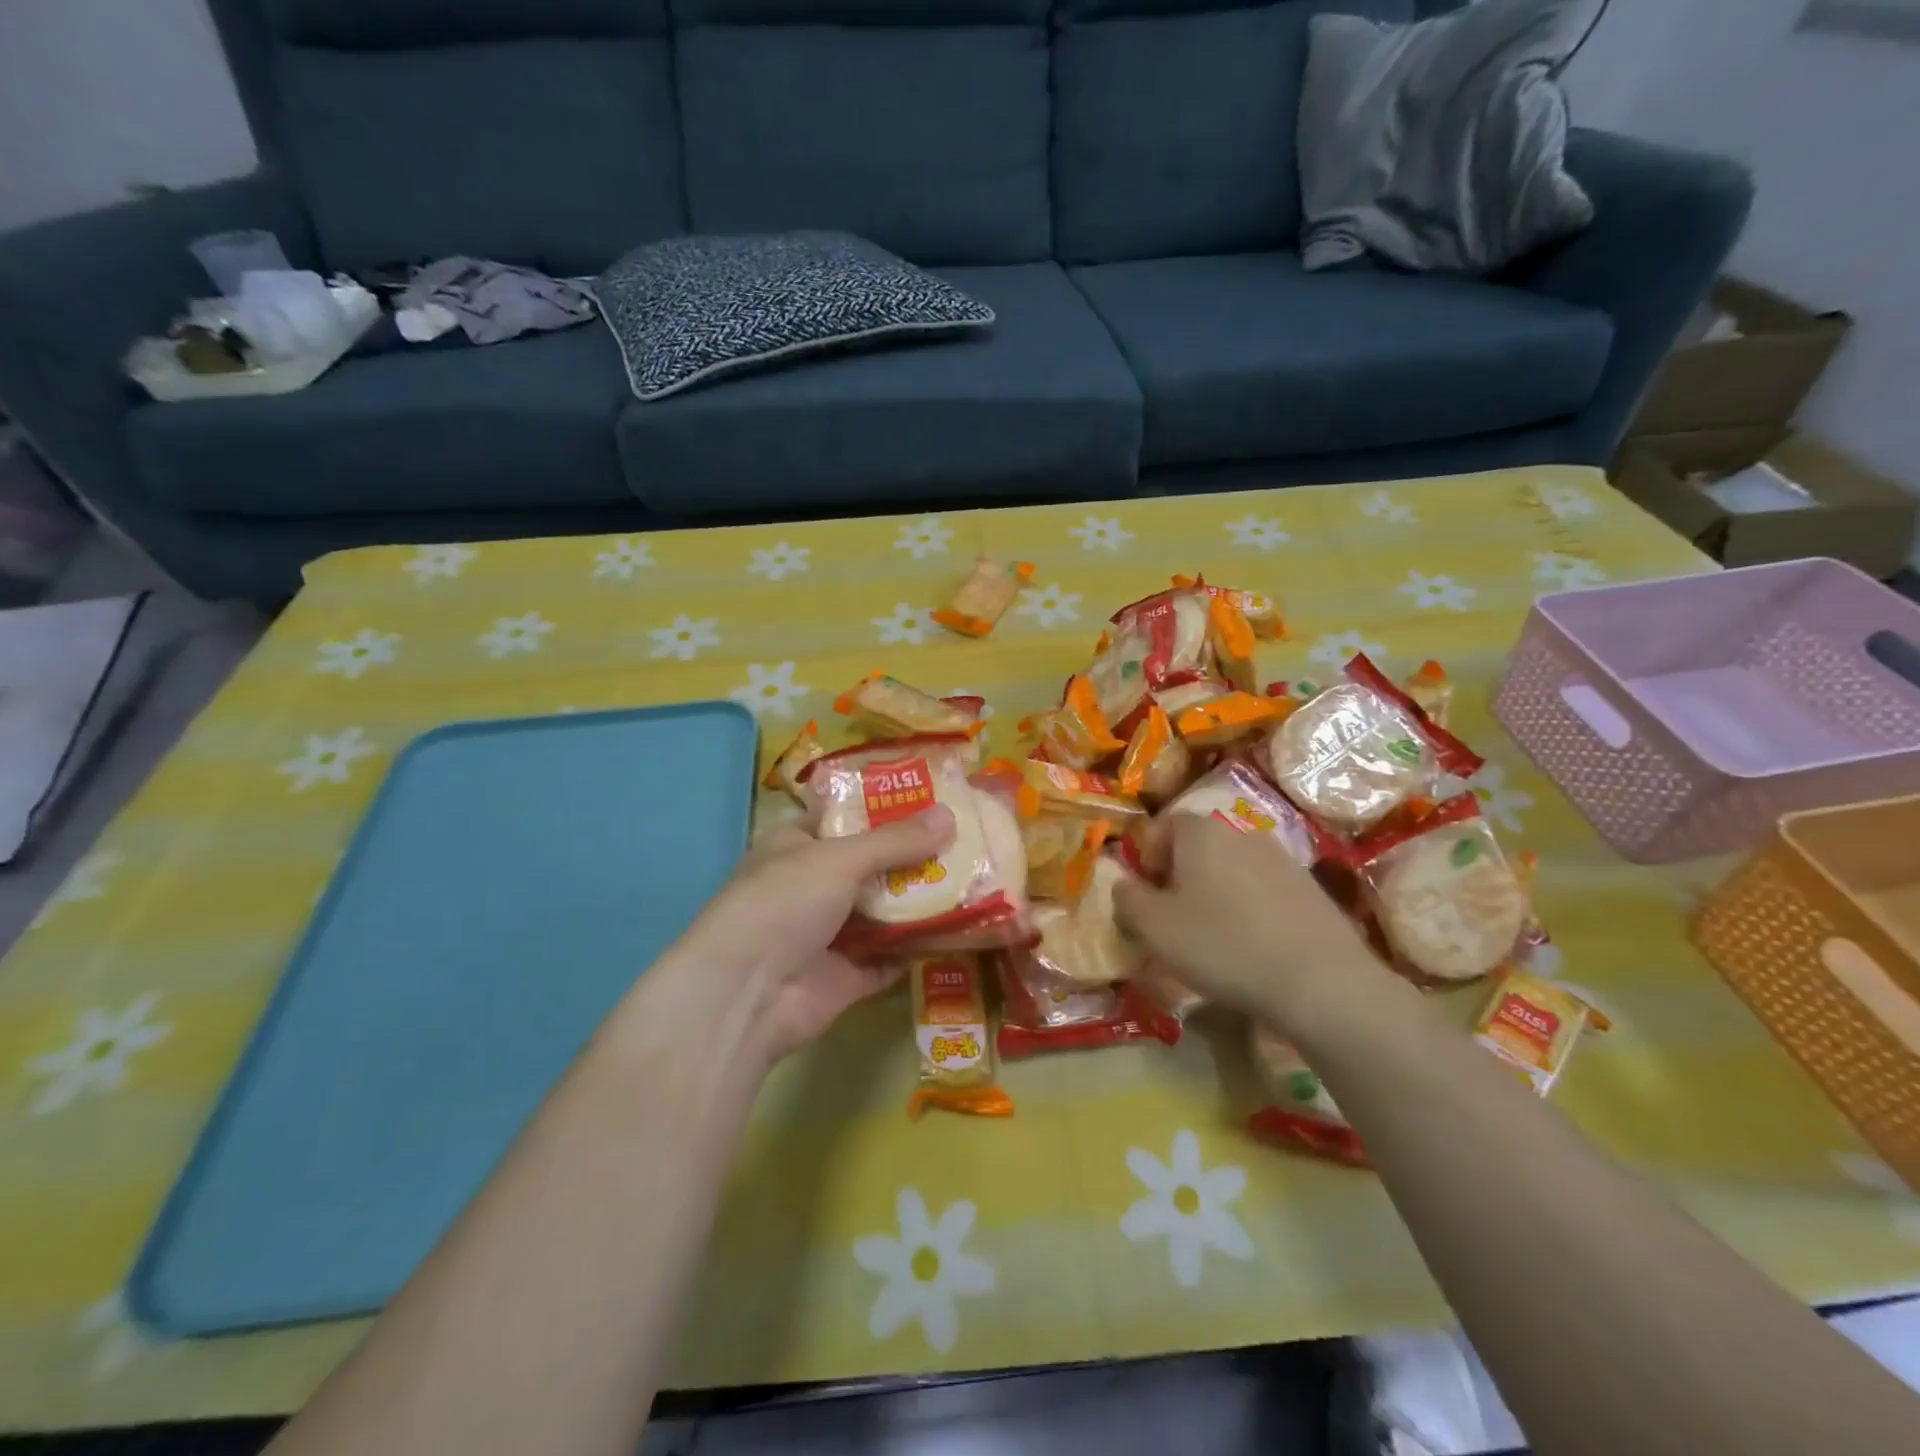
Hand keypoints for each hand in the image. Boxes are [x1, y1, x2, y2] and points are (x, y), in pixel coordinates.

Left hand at [682, 807, 955, 1062]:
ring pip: (884, 912)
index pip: (843, 817)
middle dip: (914, 856)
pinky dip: (919, 947)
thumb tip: (950, 816)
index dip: (884, 807)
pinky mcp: (846, 976)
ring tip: (975, 880)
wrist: (747, 996)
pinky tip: (961, 931)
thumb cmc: (783, 903)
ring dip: (922, 901)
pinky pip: (891, 957)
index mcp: (796, 846)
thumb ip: (895, 841)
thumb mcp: (840, 858)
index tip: (932, 798)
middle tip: (967, 840)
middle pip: (872, 865)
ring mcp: (829, 934)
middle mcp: (812, 886)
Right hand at [1113, 813, 1387, 1032]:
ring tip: (1214, 937)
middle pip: (1196, 846)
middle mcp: (1241, 831)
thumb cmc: (1222, 945)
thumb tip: (1124, 885)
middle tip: (1173, 919)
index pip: (1160, 826)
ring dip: (1215, 893)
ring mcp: (1282, 857)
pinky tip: (1253, 946)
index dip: (1145, 859)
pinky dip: (1250, 909)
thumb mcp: (1154, 928)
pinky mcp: (1311, 887)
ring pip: (1231, 868)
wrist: (1320, 981)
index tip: (1145, 897)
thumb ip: (1127, 899)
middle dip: (1179, 876)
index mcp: (1200, 831)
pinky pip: (1264, 890)